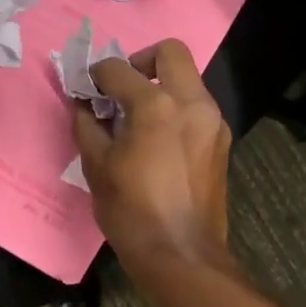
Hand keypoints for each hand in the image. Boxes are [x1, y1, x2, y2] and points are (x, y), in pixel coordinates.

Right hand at [74, 40, 232, 273]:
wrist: (181, 255)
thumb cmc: (131, 213)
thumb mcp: (97, 167)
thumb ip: (87, 125)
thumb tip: (83, 103)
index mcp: (156, 105)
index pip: (118, 69)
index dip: (96, 75)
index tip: (87, 89)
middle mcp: (192, 102)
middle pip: (170, 52)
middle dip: (142, 60)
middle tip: (122, 87)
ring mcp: (213, 120)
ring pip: (189, 79)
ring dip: (162, 85)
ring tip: (139, 117)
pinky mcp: (222, 140)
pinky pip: (198, 107)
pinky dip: (177, 108)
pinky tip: (160, 139)